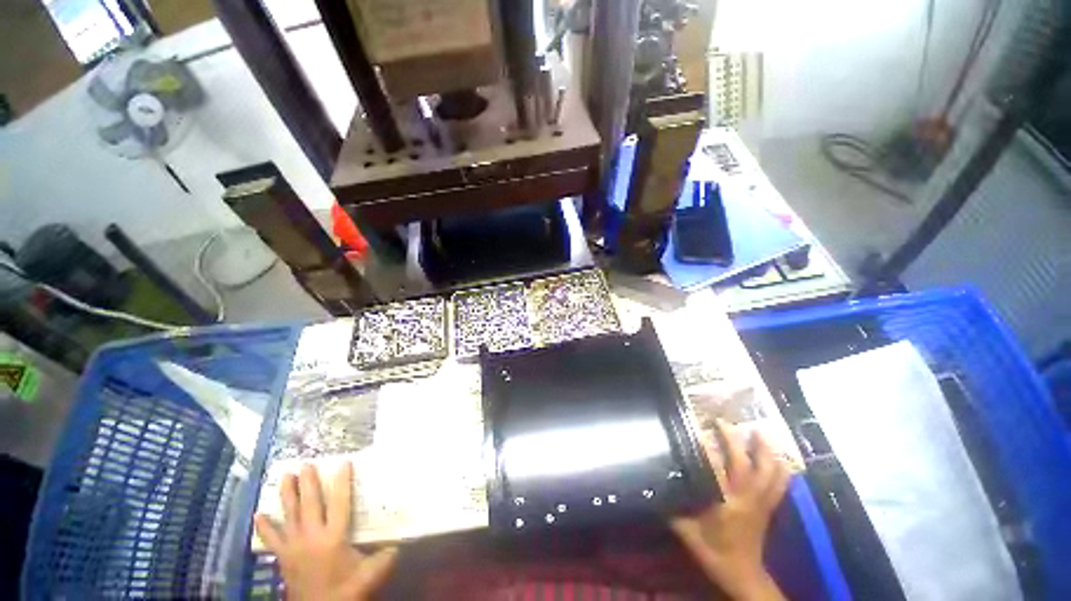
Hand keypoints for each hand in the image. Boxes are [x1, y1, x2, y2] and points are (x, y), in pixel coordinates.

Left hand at [254, 463, 397, 600]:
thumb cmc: (346, 590)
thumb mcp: (371, 574)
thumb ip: (386, 555)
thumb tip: (403, 538)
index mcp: (333, 537)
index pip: (339, 503)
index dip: (342, 482)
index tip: (343, 462)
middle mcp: (311, 536)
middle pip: (309, 504)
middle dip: (308, 483)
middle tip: (306, 463)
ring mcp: (293, 546)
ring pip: (289, 515)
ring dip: (286, 495)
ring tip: (285, 475)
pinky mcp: (283, 557)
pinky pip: (271, 538)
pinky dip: (264, 526)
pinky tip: (258, 514)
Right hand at [671, 420, 790, 600]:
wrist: (743, 576)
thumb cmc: (713, 553)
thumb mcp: (686, 532)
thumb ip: (671, 508)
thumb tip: (651, 485)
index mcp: (725, 504)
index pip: (717, 470)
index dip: (709, 448)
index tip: (698, 429)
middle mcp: (747, 499)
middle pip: (747, 464)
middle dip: (735, 440)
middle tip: (722, 421)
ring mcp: (762, 502)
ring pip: (771, 471)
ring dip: (766, 450)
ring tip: (759, 431)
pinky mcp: (770, 506)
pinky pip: (781, 483)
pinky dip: (781, 467)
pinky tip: (778, 455)